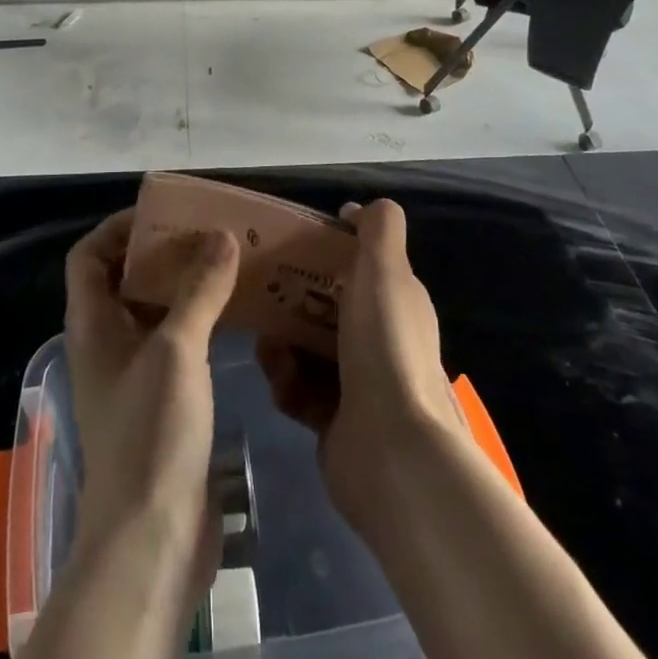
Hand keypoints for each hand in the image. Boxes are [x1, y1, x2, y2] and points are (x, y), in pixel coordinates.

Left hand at [15, 214, 238, 658]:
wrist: (152, 538)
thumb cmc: (150, 433)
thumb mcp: (176, 349)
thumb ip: (199, 289)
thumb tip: (221, 234)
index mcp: (92, 325)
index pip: (88, 256)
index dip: (118, 229)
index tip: (162, 215)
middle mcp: (106, 344)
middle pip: (124, 280)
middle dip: (161, 253)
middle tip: (208, 233)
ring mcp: (132, 375)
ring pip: (153, 312)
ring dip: (184, 286)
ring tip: (229, 264)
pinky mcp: (160, 402)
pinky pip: (175, 343)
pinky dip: (198, 321)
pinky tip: (235, 316)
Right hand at [256, 199, 464, 533]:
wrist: (391, 450)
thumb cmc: (384, 346)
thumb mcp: (385, 270)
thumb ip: (379, 228)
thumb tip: (357, 208)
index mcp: (397, 302)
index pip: (358, 265)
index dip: (326, 251)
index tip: (290, 244)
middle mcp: (380, 339)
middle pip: (326, 306)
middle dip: (291, 300)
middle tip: (260, 294)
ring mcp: (359, 383)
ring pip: (306, 348)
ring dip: (281, 344)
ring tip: (266, 347)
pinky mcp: (335, 420)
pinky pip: (299, 389)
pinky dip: (286, 383)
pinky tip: (279, 383)